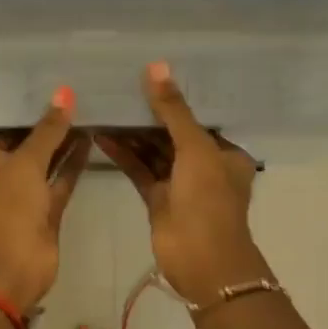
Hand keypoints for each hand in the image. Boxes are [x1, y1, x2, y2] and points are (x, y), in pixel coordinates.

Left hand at [0, 87, 90, 312]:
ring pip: (48, 163)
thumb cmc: (9, 206)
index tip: (53, 90)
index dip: (28, 112)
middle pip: (29, 145)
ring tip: (89, 115)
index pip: (7, 129)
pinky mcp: (47, 211)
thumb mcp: (27, 162)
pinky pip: (61, 180)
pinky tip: (91, 141)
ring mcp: (26, 195)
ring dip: (65, 144)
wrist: (13, 265)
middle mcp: (3, 175)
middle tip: (78, 99)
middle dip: (50, 126)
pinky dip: (74, 164)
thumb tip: (64, 92)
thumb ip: (48, 129)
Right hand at [96, 63, 268, 308]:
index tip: (149, 78)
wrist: (201, 261)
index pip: (199, 119)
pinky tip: (102, 136)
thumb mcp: (195, 149)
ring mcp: (180, 183)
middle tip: (119, 90)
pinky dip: (123, 154)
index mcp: (225, 153)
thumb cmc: (208, 200)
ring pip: (153, 151)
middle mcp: (204, 165)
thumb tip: (157, 68)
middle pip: (173, 133)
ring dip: (132, 134)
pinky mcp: (158, 199)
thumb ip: (173, 111)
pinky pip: (139, 169)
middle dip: (149, 115)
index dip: (176, 100)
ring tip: (106, 109)